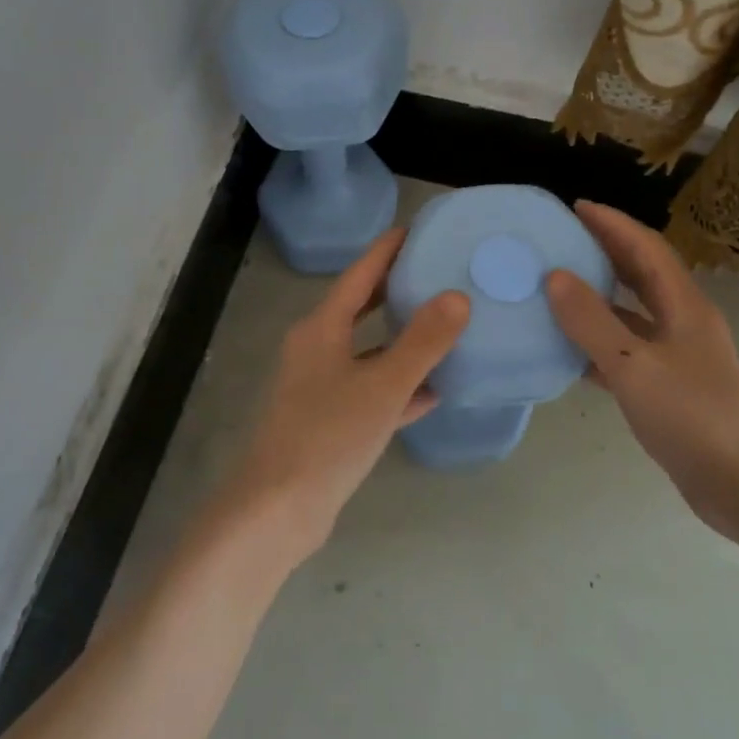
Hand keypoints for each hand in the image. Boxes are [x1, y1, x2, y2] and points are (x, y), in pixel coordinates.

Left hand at [222, 228, 469, 564]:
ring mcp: (321, 387)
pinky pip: (371, 391)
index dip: (386, 251)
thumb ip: (422, 341)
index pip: (358, 275)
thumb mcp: (383, 384)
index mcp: (321, 329)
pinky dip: (399, 386)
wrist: (281, 508)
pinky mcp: (329, 421)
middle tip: (437, 273)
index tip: (415, 230)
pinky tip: (434, 391)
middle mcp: (316, 350)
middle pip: (361, 309)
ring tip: (446, 328)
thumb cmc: (329, 434)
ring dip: (402, 342)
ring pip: (368, 352)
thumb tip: (456, 297)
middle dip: (396, 291)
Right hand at [544, 202, 738, 573]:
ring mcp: (675, 354)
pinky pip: (624, 348)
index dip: (613, 224)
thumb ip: (591, 320)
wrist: (738, 484)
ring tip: (555, 285)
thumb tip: (554, 276)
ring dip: (598, 294)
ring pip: (631, 311)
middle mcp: (682, 321)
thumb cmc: (690, 416)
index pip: (646, 248)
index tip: (576, 206)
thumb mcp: (632, 365)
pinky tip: (565, 346)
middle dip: (605, 251)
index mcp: (684, 306)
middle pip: (641, 273)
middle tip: (561, 239)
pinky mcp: (665, 384)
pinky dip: (596, 339)